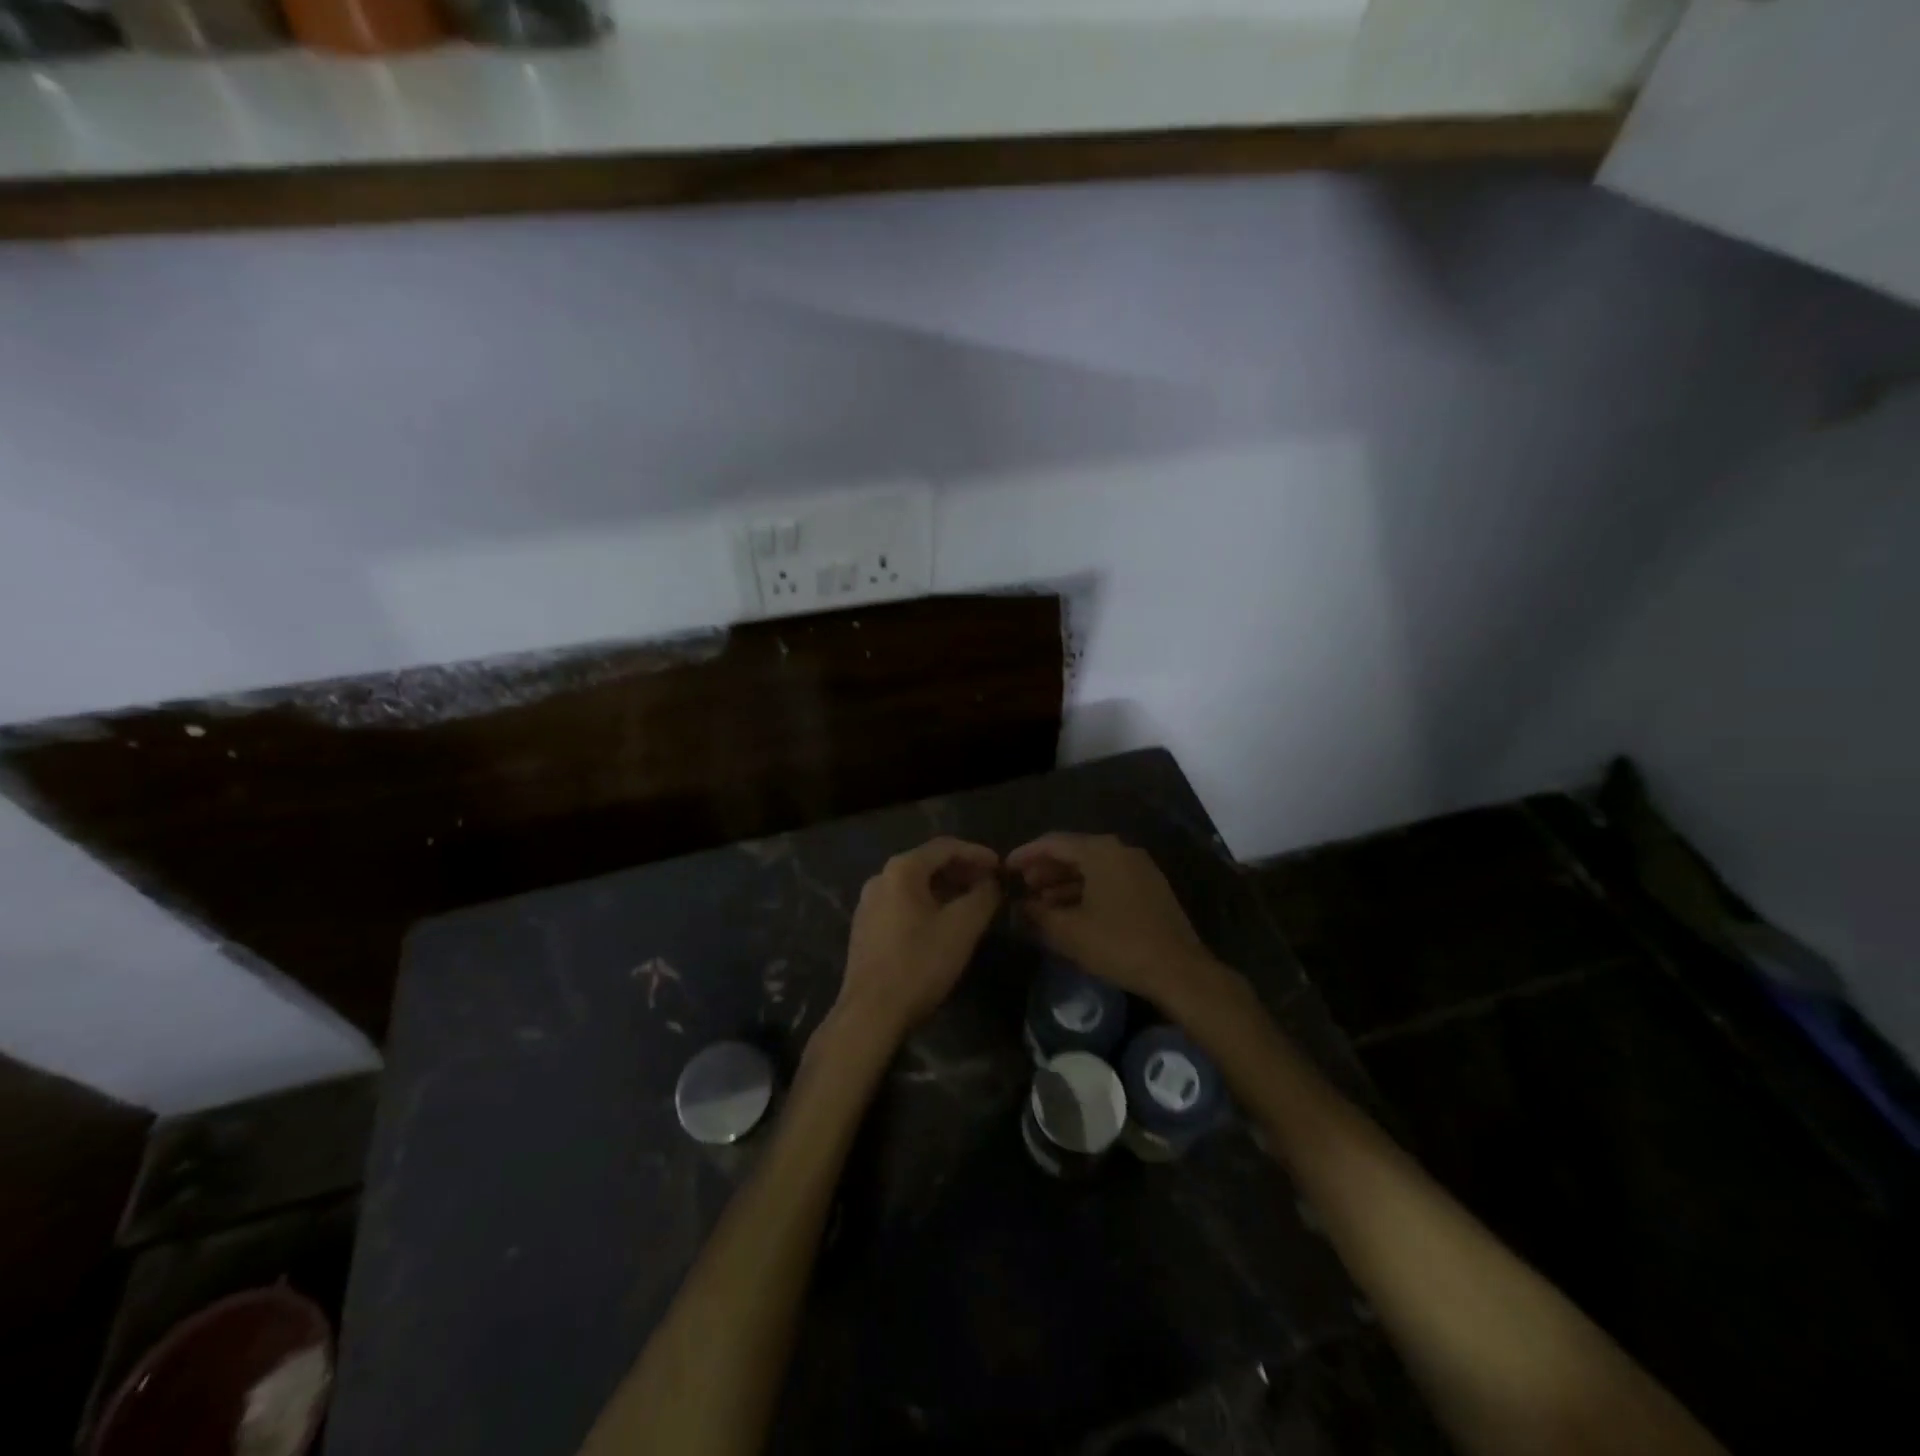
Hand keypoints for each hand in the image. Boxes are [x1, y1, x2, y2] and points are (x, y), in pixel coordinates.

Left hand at [837, 837, 1002, 1042]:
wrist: (870, 1013)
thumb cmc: (919, 964)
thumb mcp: (963, 927)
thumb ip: (984, 896)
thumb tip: (993, 882)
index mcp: (901, 870)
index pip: (946, 847)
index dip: (977, 853)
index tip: (1001, 867)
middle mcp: (880, 878)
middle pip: (928, 863)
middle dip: (962, 871)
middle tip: (990, 885)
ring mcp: (868, 903)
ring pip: (915, 884)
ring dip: (946, 889)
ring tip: (972, 903)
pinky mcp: (865, 927)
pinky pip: (903, 903)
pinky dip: (928, 904)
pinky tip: (944, 923)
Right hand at [1006, 833, 1226, 1013]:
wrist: (1179, 971)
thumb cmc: (1119, 945)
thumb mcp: (1069, 932)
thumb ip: (1037, 914)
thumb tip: (1018, 907)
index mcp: (1100, 851)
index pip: (1053, 843)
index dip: (1025, 854)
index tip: (1005, 868)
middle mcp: (1120, 851)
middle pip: (1073, 852)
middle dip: (1044, 870)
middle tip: (1022, 887)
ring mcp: (1138, 869)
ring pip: (1091, 868)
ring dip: (1064, 883)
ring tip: (1040, 903)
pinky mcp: (1149, 889)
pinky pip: (1108, 880)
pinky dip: (1085, 891)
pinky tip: (1070, 912)